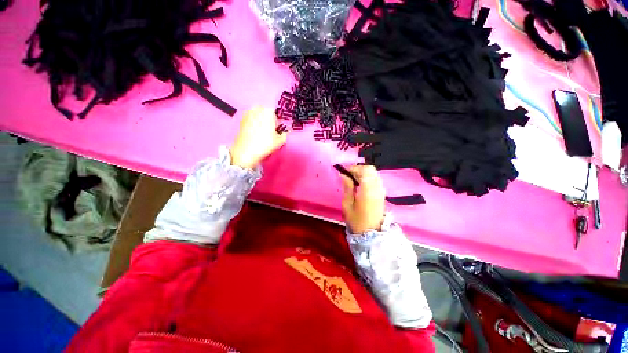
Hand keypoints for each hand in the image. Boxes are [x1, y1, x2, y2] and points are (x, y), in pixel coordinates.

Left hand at [230, 106, 287, 168]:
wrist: (246, 151)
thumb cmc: (265, 144)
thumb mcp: (280, 141)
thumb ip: (285, 134)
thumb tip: (285, 133)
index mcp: (268, 111)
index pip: (276, 114)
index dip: (277, 123)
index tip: (276, 131)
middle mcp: (257, 109)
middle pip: (265, 112)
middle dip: (268, 120)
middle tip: (269, 131)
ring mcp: (247, 114)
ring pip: (257, 115)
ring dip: (260, 121)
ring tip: (262, 133)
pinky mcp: (241, 120)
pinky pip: (250, 120)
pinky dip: (253, 124)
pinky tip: (254, 134)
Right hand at [340, 165, 385, 234]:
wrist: (371, 233)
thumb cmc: (357, 220)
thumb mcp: (347, 204)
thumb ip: (347, 187)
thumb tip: (344, 174)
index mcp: (368, 191)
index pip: (364, 171)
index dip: (354, 168)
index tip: (344, 172)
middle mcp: (377, 187)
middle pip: (371, 169)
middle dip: (358, 169)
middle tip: (349, 176)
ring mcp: (381, 190)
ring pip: (374, 173)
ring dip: (363, 173)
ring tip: (353, 180)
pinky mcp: (382, 193)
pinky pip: (375, 179)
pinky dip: (367, 177)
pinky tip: (360, 184)